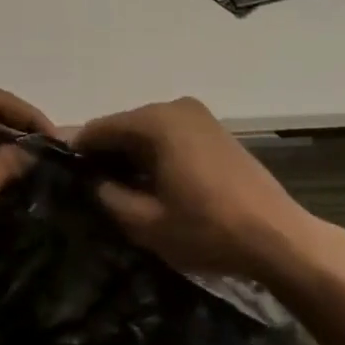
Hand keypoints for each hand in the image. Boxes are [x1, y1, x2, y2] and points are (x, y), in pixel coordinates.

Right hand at [76, 96, 332, 286]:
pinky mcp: (215, 130)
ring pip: (148, 132)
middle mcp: (175, 106)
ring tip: (121, 191)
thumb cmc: (208, 229)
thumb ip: (108, 196)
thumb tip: (93, 182)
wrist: (279, 238)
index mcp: (156, 121)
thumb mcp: (146, 223)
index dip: (78, 152)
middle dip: (106, 155)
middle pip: (124, 126)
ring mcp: (199, 116)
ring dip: (132, 156)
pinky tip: (155, 184)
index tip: (65, 179)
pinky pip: (171, 136)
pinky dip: (156, 155)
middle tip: (92, 190)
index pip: (99, 128)